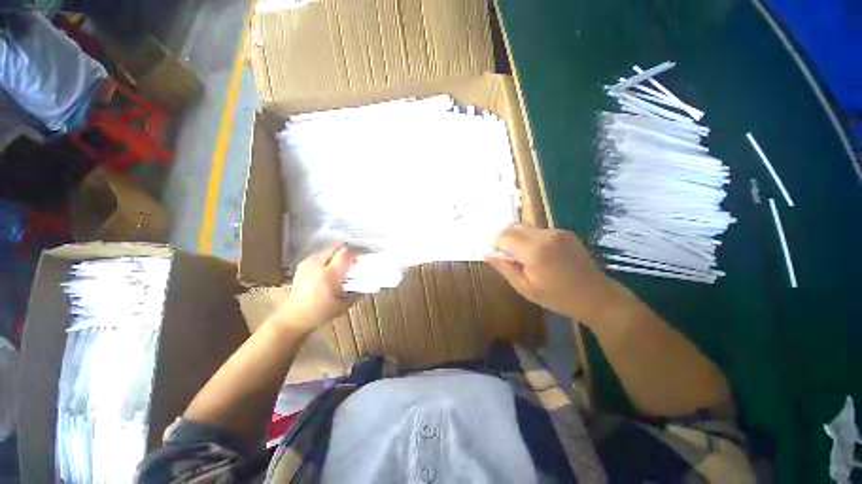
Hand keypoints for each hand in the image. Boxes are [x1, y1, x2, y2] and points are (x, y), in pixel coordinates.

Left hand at [274, 246, 358, 333]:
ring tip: (343, 264)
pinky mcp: (303, 263)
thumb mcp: (345, 303)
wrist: (294, 316)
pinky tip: (331, 267)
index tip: (365, 258)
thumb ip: (358, 289)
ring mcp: (308, 263)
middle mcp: (318, 265)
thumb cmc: (322, 312)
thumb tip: (367, 279)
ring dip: (339, 254)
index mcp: (329, 275)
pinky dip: (329, 257)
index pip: (346, 253)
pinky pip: (321, 254)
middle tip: (355, 260)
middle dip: (349, 251)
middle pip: (338, 247)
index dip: (357, 253)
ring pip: (329, 249)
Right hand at [486, 225, 629, 323]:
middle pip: (513, 228)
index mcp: (534, 251)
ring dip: (517, 238)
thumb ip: (504, 268)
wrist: (596, 296)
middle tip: (506, 256)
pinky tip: (538, 254)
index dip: (495, 244)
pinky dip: (530, 238)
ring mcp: (557, 232)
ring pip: (525, 228)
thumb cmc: (557, 297)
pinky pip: (538, 231)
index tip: (494, 255)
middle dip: (504, 239)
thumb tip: (486, 254)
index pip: (503, 237)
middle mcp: (545, 235)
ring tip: (522, 257)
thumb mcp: (525, 288)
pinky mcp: (565, 232)